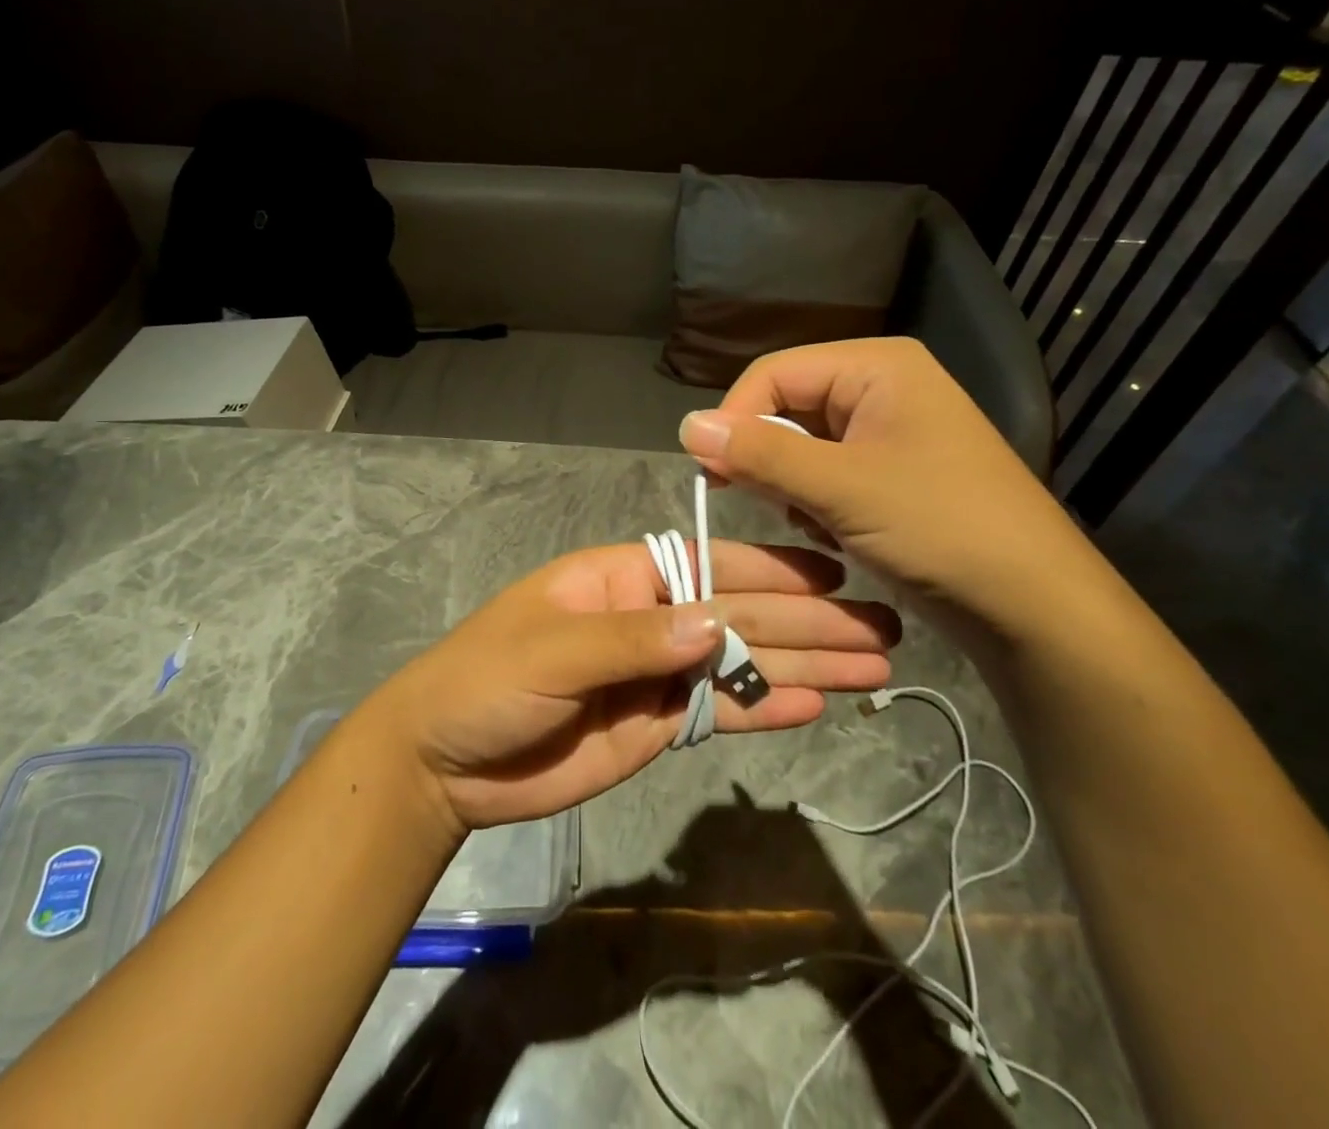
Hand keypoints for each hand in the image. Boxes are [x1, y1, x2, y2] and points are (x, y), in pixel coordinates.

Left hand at [361, 541, 897, 831]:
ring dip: (804, 665)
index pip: (711, 566)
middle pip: (740, 615)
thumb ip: (633, 639)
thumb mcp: (552, 650)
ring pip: (742, 664)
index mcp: (624, 578)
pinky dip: (765, 709)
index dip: (772, 571)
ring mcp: (658, 673)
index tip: (834, 576)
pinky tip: (815, 705)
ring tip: (873, 666)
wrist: (446, 763)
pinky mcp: (659, 724)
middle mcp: (652, 618)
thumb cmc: (487, 680)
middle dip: (809, 622)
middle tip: (882, 628)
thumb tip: (716, 624)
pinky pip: (720, 711)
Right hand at [678, 338, 1093, 636]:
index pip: (775, 373)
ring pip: (802, 443)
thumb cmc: (940, 527)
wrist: (1032, 603)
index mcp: (877, 366)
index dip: (735, 416)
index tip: (708, 470)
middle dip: (768, 457)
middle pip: (787, 406)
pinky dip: (814, 501)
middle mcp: (881, 386)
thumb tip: (685, 425)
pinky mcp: (890, 471)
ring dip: (790, 484)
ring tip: (810, 523)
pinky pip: (826, 471)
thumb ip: (760, 453)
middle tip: (753, 501)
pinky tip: (831, 533)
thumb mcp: (841, 488)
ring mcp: (888, 430)